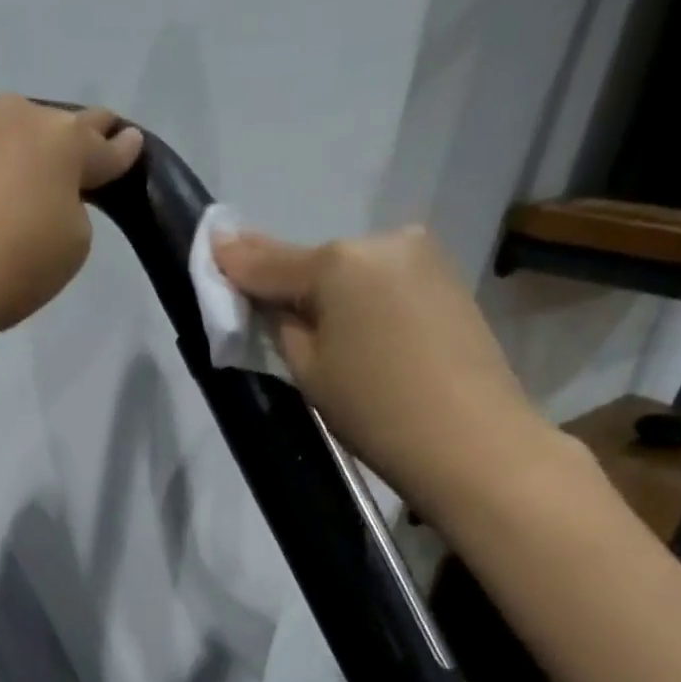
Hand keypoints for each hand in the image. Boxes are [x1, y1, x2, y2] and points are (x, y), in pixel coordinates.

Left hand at [0, 95, 143, 394]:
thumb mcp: (72, 248)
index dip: (122, 149)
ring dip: (21, 152)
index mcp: (64, 140)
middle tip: (75, 168)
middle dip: (70, 144)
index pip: (104, 142)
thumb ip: (79, 208)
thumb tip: (58, 190)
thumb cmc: (10, 269)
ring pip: (9, 132)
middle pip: (55, 126)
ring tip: (18, 186)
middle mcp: (16, 116)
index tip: (132, 145)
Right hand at [212, 225, 568, 517]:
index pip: (268, 260)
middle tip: (266, 316)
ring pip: (351, 272)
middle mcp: (383, 240)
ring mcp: (422, 256)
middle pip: (314, 264)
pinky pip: (382, 283)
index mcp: (339, 261)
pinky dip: (361, 301)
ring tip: (322, 339)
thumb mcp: (307, 369)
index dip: (234, 261)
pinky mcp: (447, 279)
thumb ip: (277, 321)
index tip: (209, 248)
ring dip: (328, 295)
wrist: (471, 441)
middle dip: (289, 286)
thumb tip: (263, 294)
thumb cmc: (373, 409)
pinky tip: (360, 336)